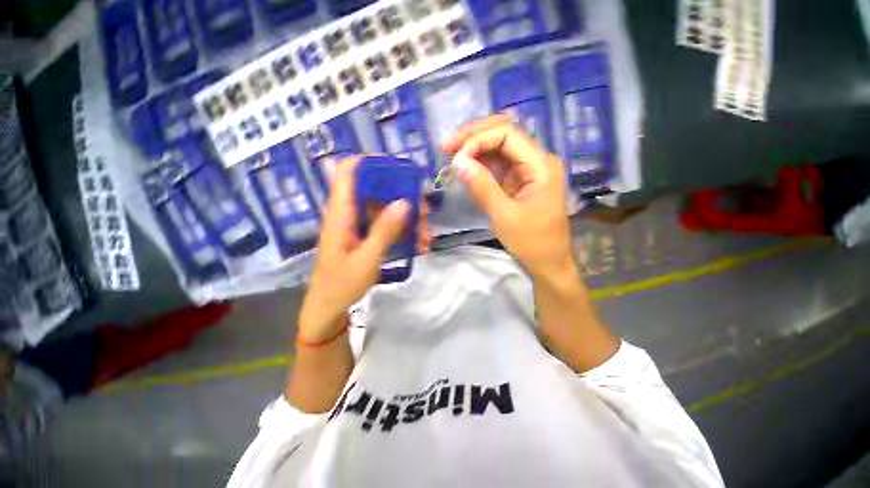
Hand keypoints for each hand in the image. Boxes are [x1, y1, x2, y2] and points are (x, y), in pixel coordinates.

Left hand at [298, 157, 431, 342]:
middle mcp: (349, 212)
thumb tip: (404, 202)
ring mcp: (358, 224)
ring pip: (386, 208)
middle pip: (377, 190)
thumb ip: (384, 230)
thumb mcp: (366, 260)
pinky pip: (386, 224)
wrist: (328, 308)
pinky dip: (403, 232)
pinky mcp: (365, 235)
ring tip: (424, 238)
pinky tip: (418, 246)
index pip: (349, 170)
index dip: (372, 162)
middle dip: (403, 198)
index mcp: (341, 212)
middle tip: (424, 215)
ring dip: (408, 219)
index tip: (400, 172)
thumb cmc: (341, 285)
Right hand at [442, 115, 572, 278]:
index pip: (507, 134)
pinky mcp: (519, 181)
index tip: (455, 157)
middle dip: (474, 137)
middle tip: (447, 147)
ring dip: (475, 149)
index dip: (478, 140)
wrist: (548, 263)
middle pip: (504, 134)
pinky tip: (466, 169)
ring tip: (452, 157)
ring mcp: (528, 170)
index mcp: (540, 165)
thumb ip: (481, 187)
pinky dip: (481, 165)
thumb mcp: (504, 215)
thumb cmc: (531, 242)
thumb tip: (457, 162)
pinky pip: (498, 165)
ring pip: (499, 148)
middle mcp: (537, 160)